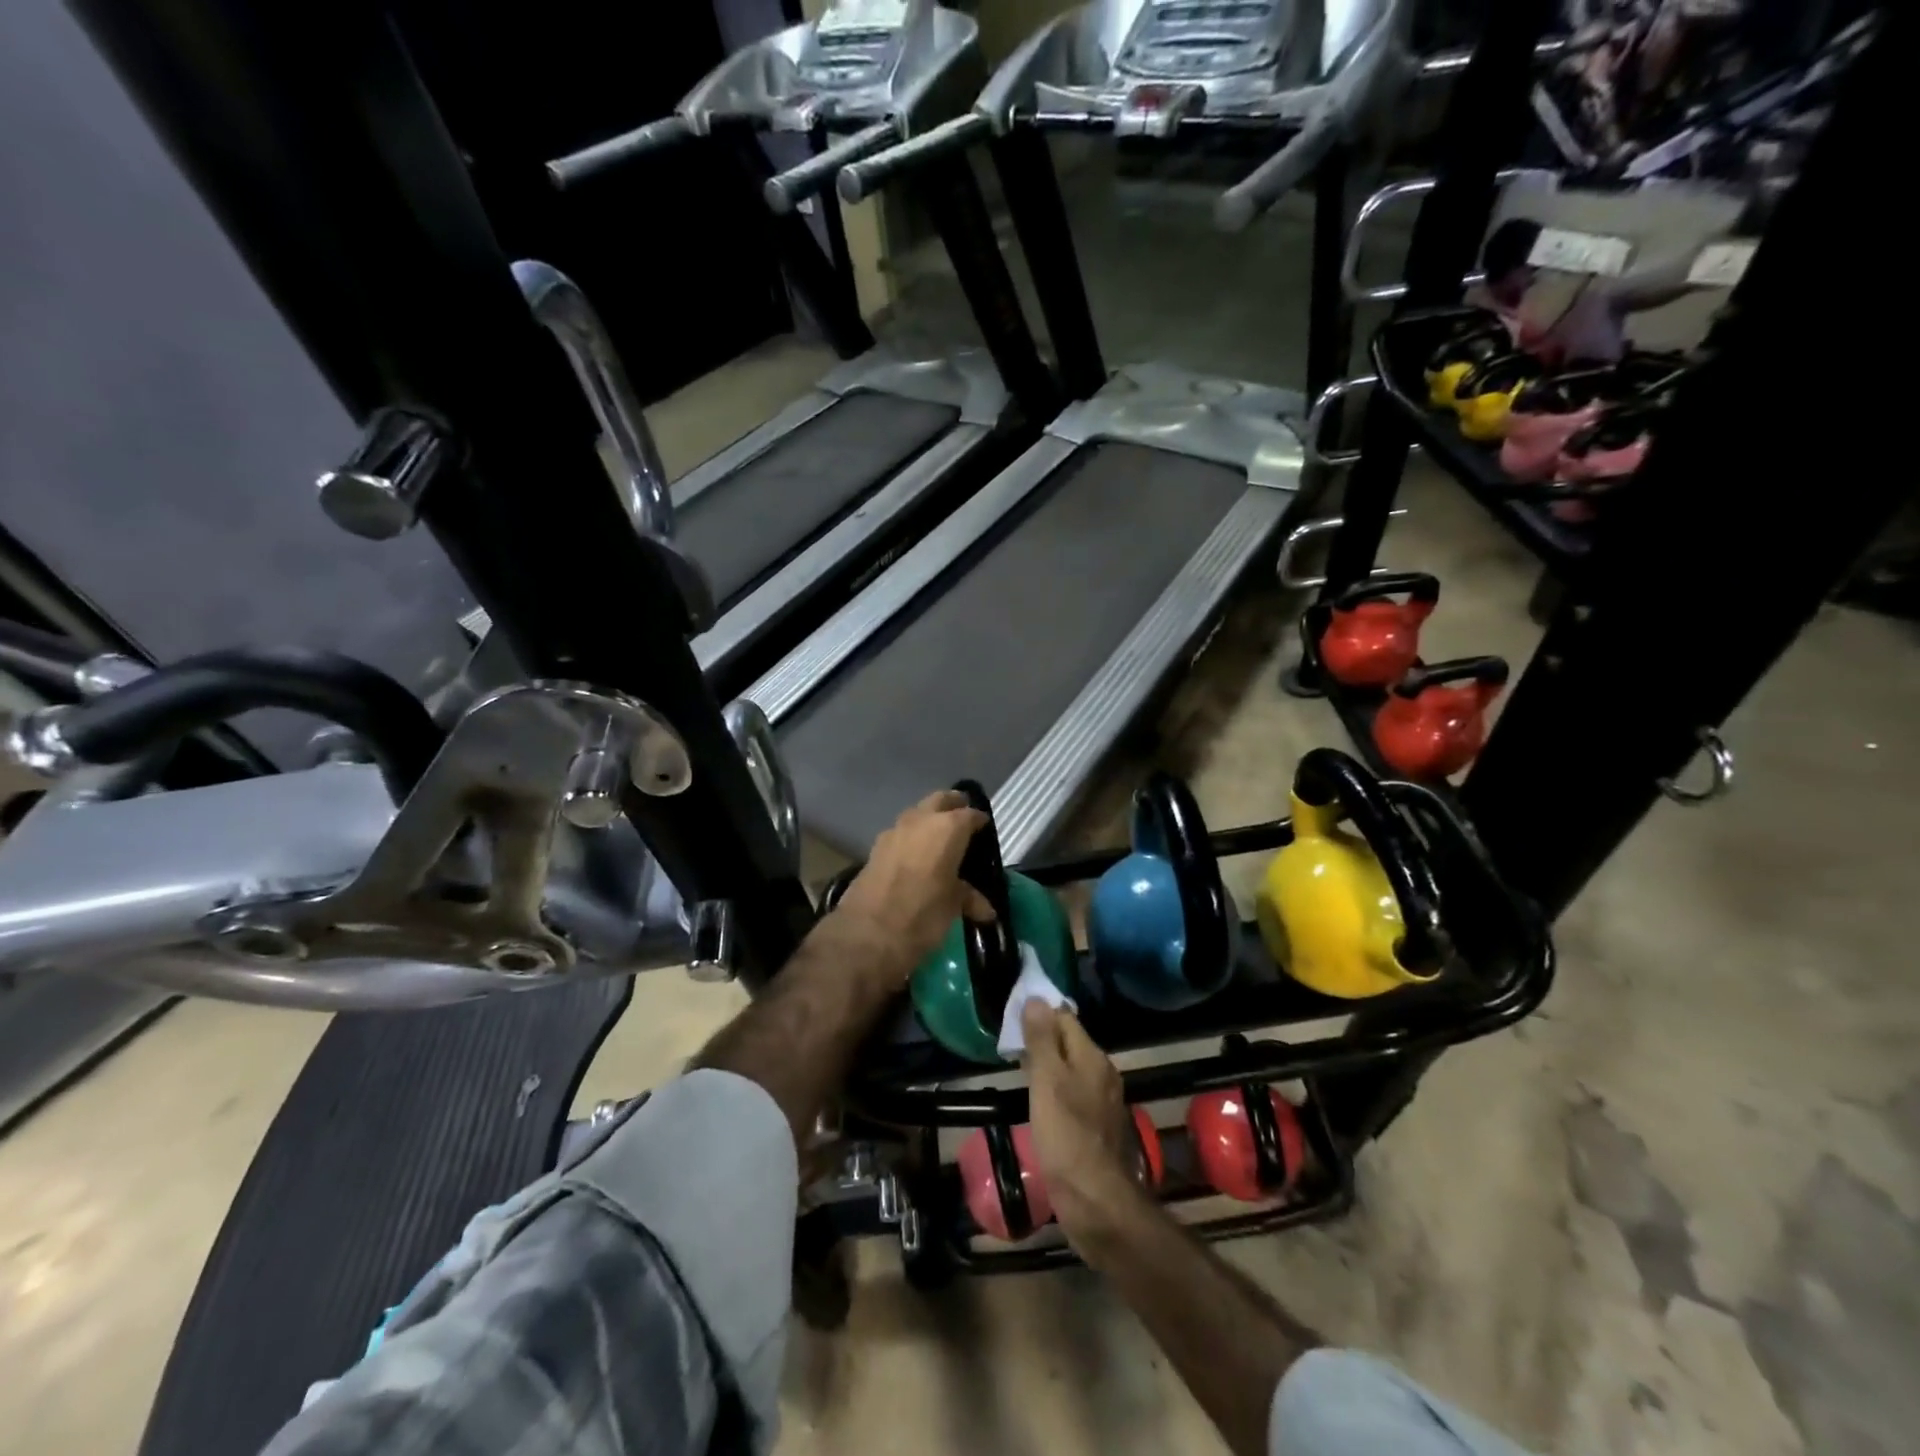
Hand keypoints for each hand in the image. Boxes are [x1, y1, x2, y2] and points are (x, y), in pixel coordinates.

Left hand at [833, 790, 994, 978]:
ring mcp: (893, 831)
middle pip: (940, 800)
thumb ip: (969, 898)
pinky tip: (915, 857)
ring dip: (928, 820)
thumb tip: (986, 909)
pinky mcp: (875, 847)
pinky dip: (911, 838)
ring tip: (939, 839)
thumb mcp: (952, 907)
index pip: (969, 815)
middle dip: (952, 805)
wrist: (867, 933)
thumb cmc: (922, 915)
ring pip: (917, 814)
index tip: (984, 829)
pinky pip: (900, 834)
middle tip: (962, 818)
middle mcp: (920, 820)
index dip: (978, 821)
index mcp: (947, 828)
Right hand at [1022, 1001, 1150, 1247]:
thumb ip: (1041, 1040)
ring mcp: (1102, 1103)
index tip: (1012, 1019)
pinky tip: (1039, 1104)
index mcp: (1093, 1057)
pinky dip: (1055, 1092)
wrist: (1096, 1201)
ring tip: (1019, 1071)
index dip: (1039, 1014)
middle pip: (1069, 1043)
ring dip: (1048, 1067)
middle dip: (1042, 1040)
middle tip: (1011, 1046)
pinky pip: (1073, 1095)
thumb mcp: (1047, 1081)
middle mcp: (1102, 1074)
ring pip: (1071, 1070)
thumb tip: (1036, 999)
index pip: (1065, 1018)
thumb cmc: (1067, 1135)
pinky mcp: (1096, 1129)